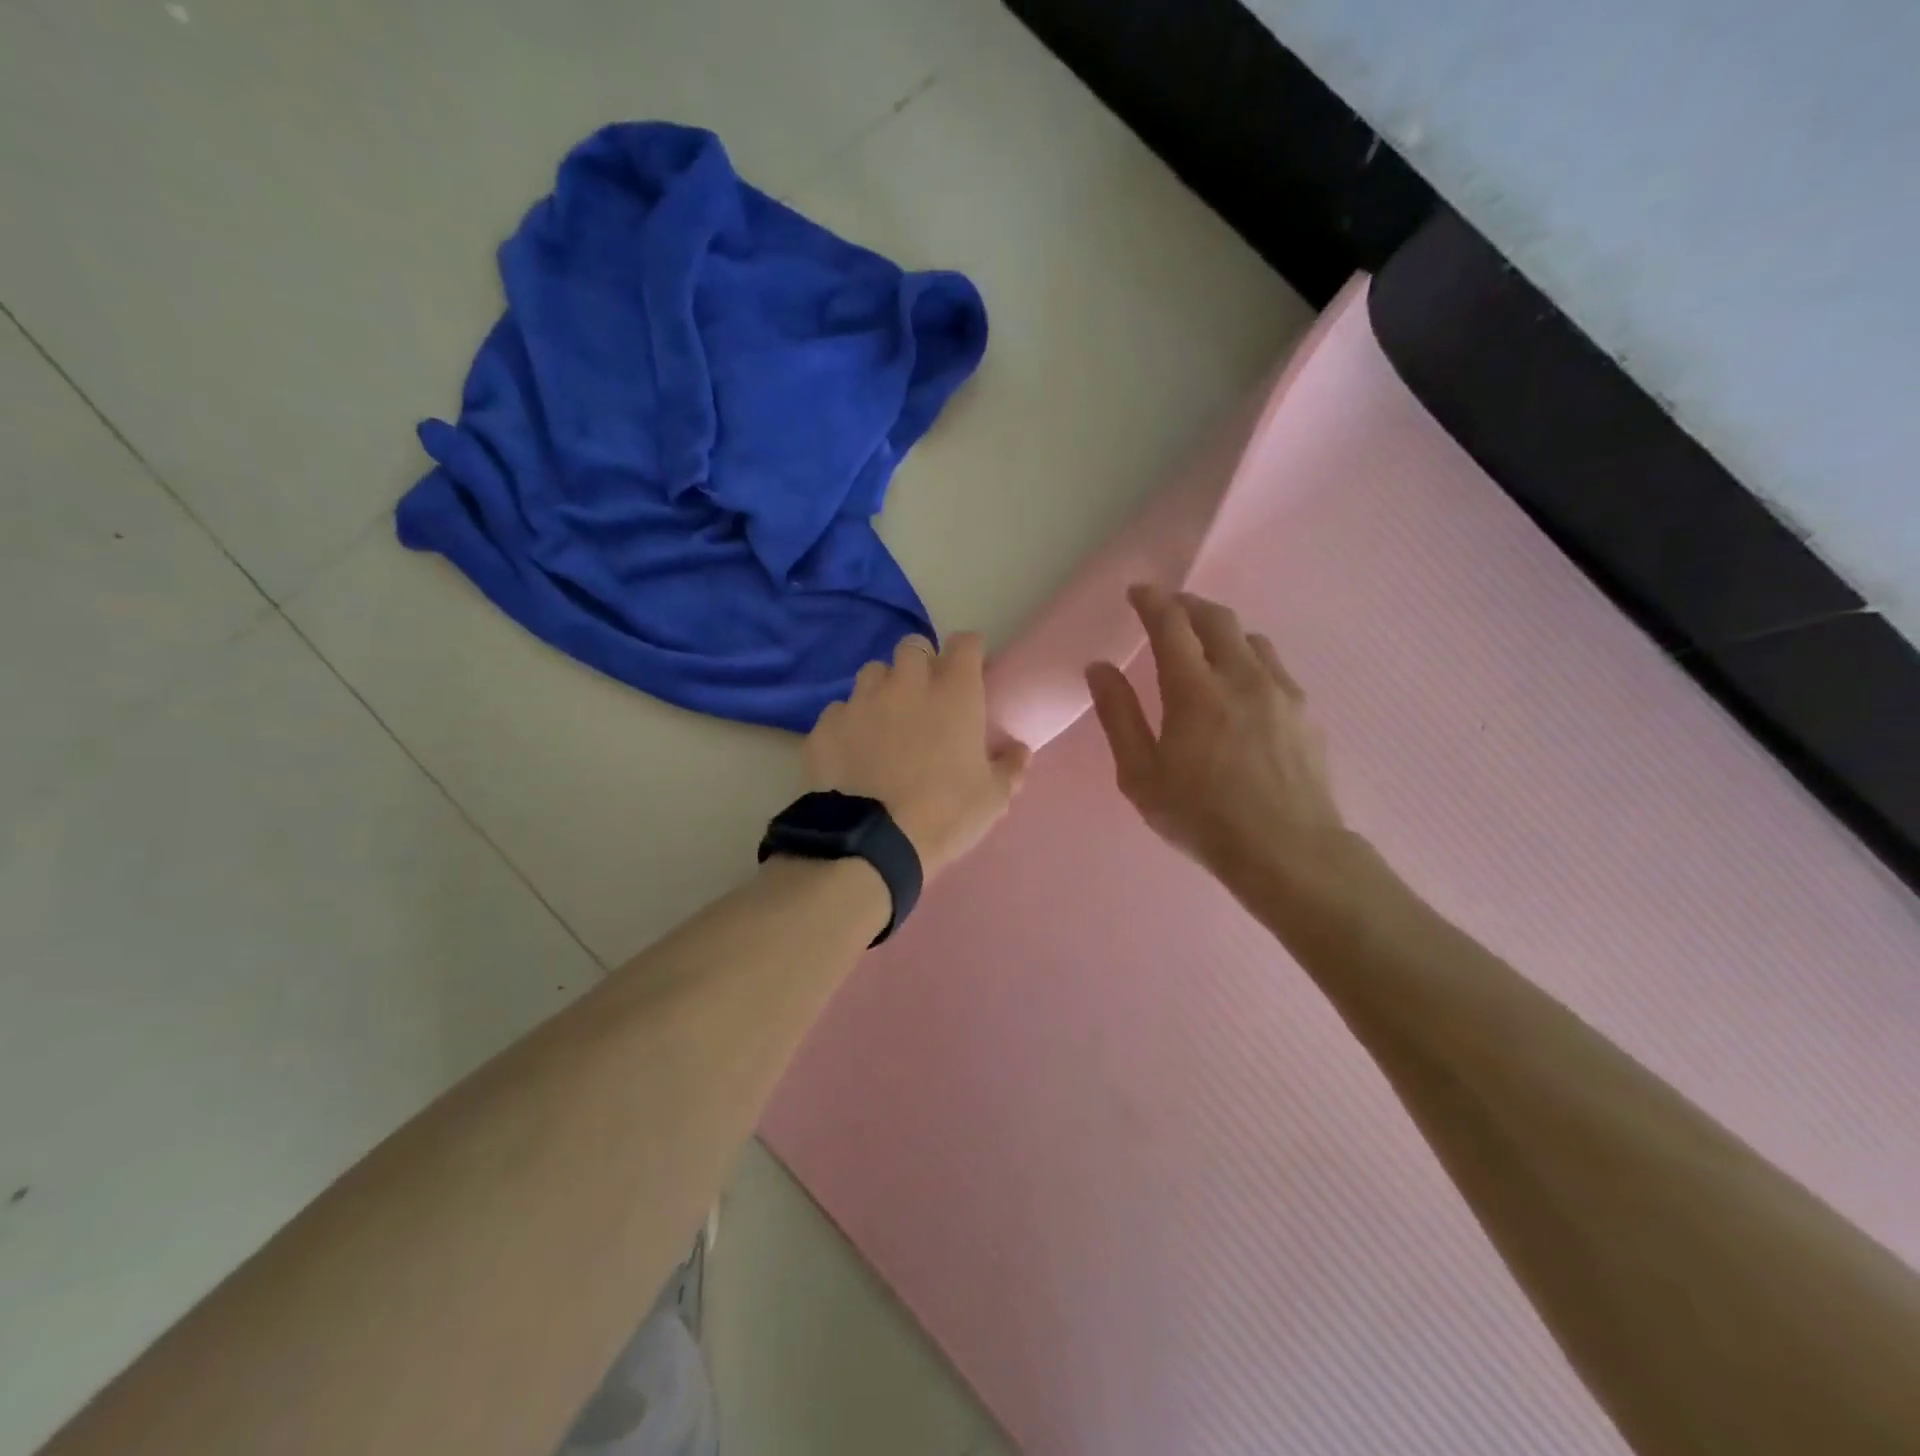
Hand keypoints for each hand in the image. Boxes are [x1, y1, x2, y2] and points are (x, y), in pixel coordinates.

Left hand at [806, 633, 1031, 878]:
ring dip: (882, 688)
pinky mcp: (826, 726)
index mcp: (953, 694)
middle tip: (924, 696)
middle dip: (920, 663)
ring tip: (884, 720)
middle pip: (912, 647)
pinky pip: (838, 711)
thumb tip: (1019, 750)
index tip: (970, 671)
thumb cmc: (944, 816)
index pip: (964, 644)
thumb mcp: (992, 799)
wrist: (871, 843)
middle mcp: (906, 685)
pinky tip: (851, 751)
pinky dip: (848, 723)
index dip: (968, 652)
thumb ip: (1009, 767)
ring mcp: (861, 702)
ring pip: (872, 673)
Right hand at [1086, 585, 1348, 894]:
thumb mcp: (1141, 775)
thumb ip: (1119, 716)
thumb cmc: (1202, 818)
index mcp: (1194, 691)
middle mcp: (1241, 677)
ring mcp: (1280, 690)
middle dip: (1187, 605)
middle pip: (1216, 618)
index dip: (1152, 601)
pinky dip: (1248, 657)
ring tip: (1204, 645)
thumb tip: (1099, 668)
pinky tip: (1241, 684)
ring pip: (1249, 638)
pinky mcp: (1304, 709)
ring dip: (1220, 630)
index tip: (1138, 592)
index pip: (1171, 624)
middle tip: (1167, 609)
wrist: (1288, 851)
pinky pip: (1273, 665)